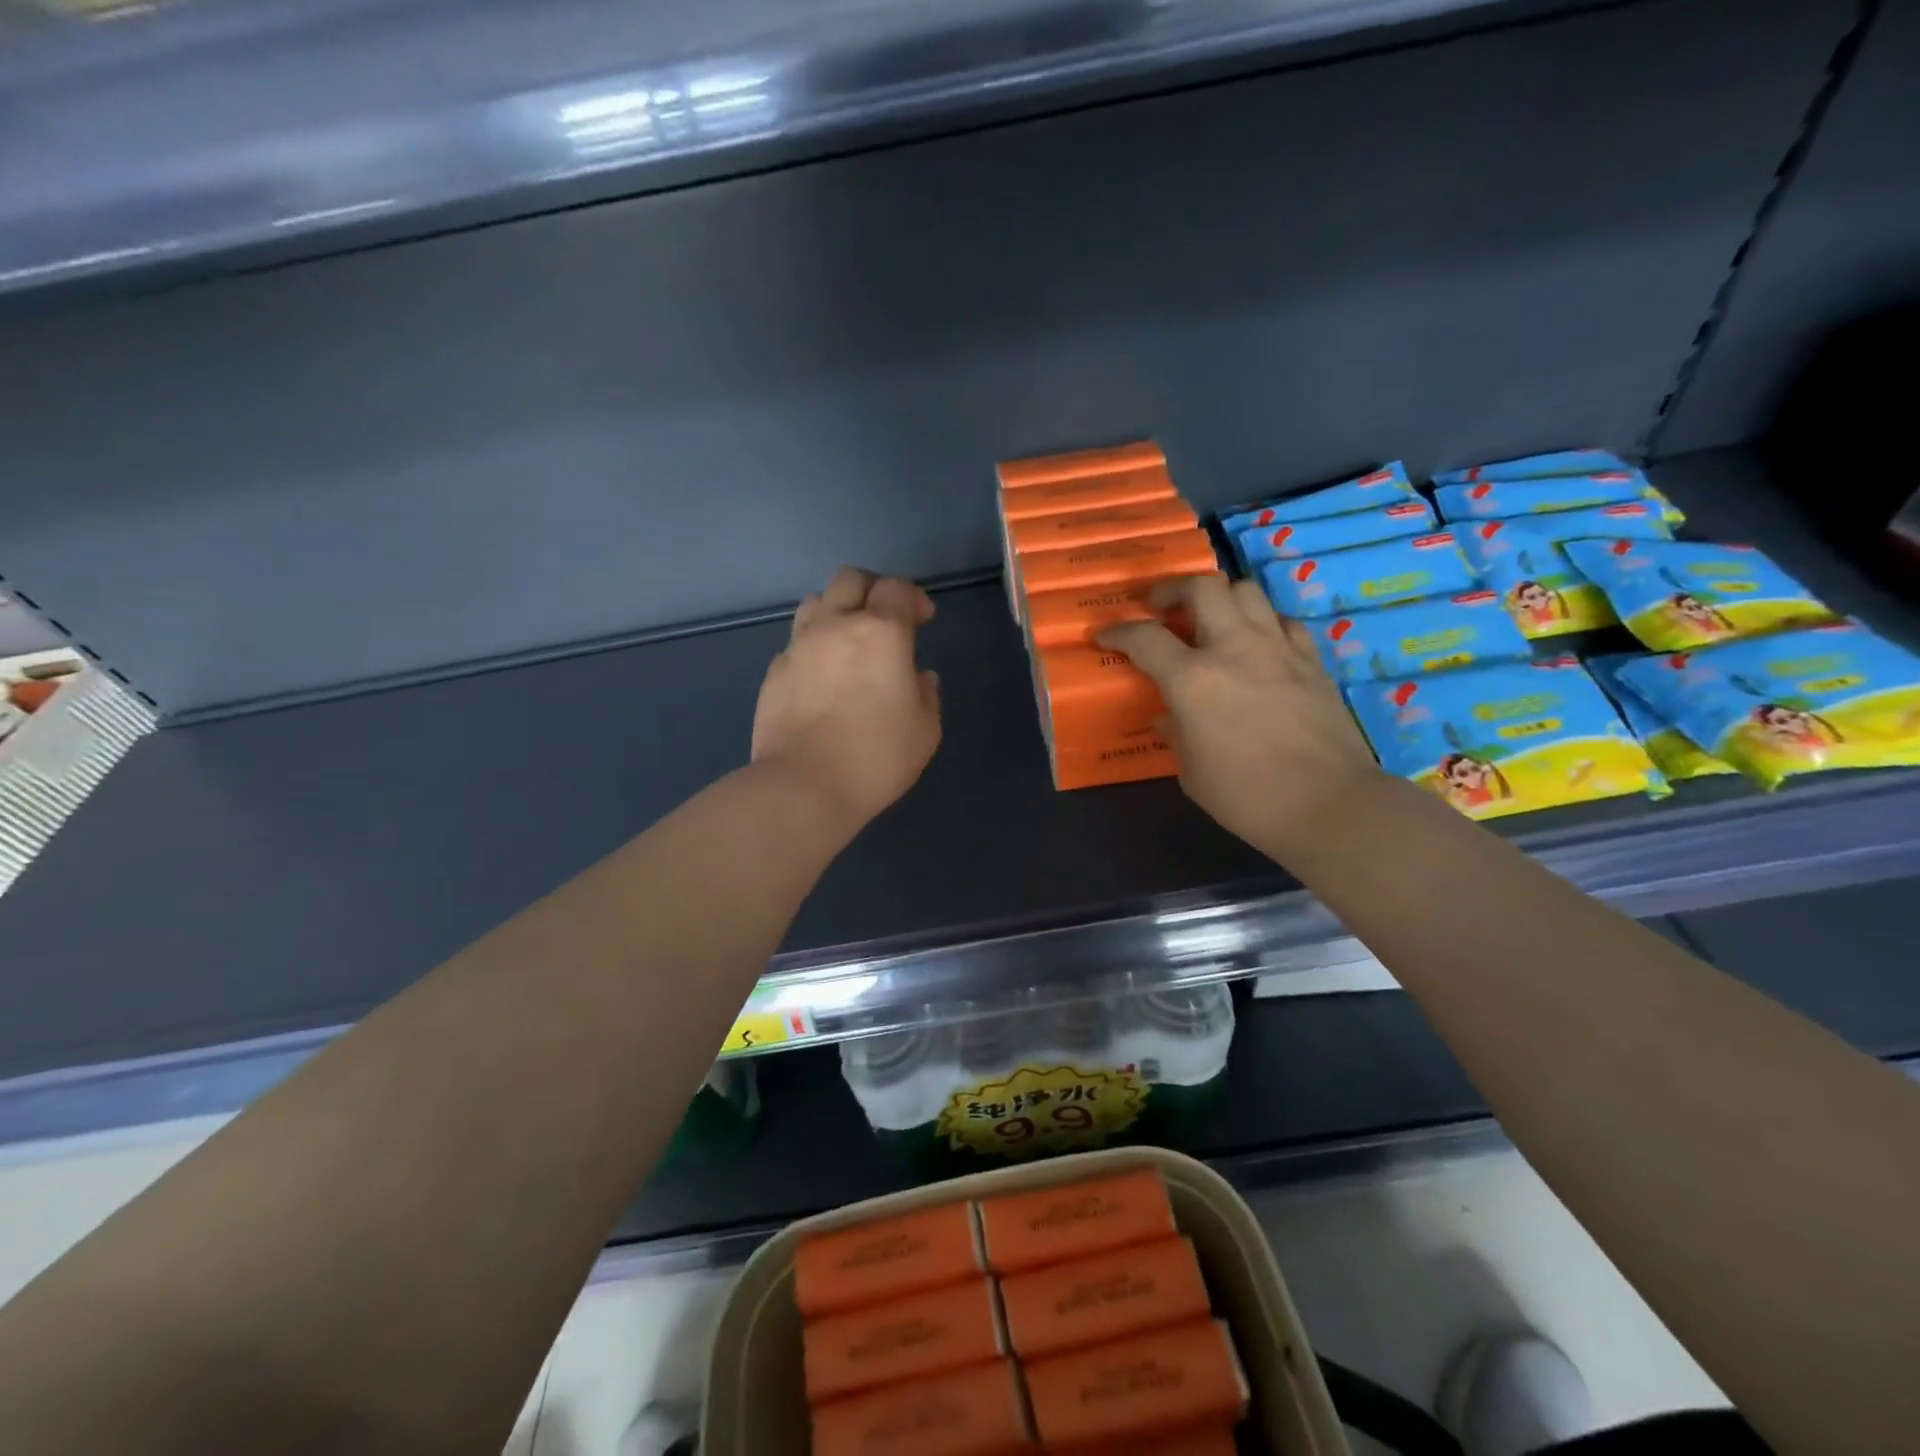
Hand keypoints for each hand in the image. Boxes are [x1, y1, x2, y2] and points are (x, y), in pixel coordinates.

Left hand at [752, 567, 941, 829]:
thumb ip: (926, 695)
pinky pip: (796, 642)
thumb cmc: (876, 758)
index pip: (897, 589)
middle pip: (850, 579)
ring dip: (836, 611)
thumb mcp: (924, 732)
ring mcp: (798, 647)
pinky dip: (813, 647)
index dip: (913, 598)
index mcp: (881, 633)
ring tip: (848, 641)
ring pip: (815, 602)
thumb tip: (919, 677)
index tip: (923, 620)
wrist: (804, 787)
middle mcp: (836, 626)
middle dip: (872, 589)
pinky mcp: (774, 672)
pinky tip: (822, 677)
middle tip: (885, 617)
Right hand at [1098, 576, 1380, 859]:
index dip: (1118, 631)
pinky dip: (1262, 623)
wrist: (1330, 805)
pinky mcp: (1311, 659)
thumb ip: (1176, 735)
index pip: (1144, 637)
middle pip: (1201, 587)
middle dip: (1172, 590)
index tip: (1104, 635)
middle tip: (1161, 608)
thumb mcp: (1192, 772)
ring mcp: (1277, 648)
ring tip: (1210, 620)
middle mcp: (1233, 649)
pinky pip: (1282, 621)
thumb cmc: (1248, 797)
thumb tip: (1170, 718)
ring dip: (1220, 598)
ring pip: (1246, 591)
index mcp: (1193, 680)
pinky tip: (1257, 644)